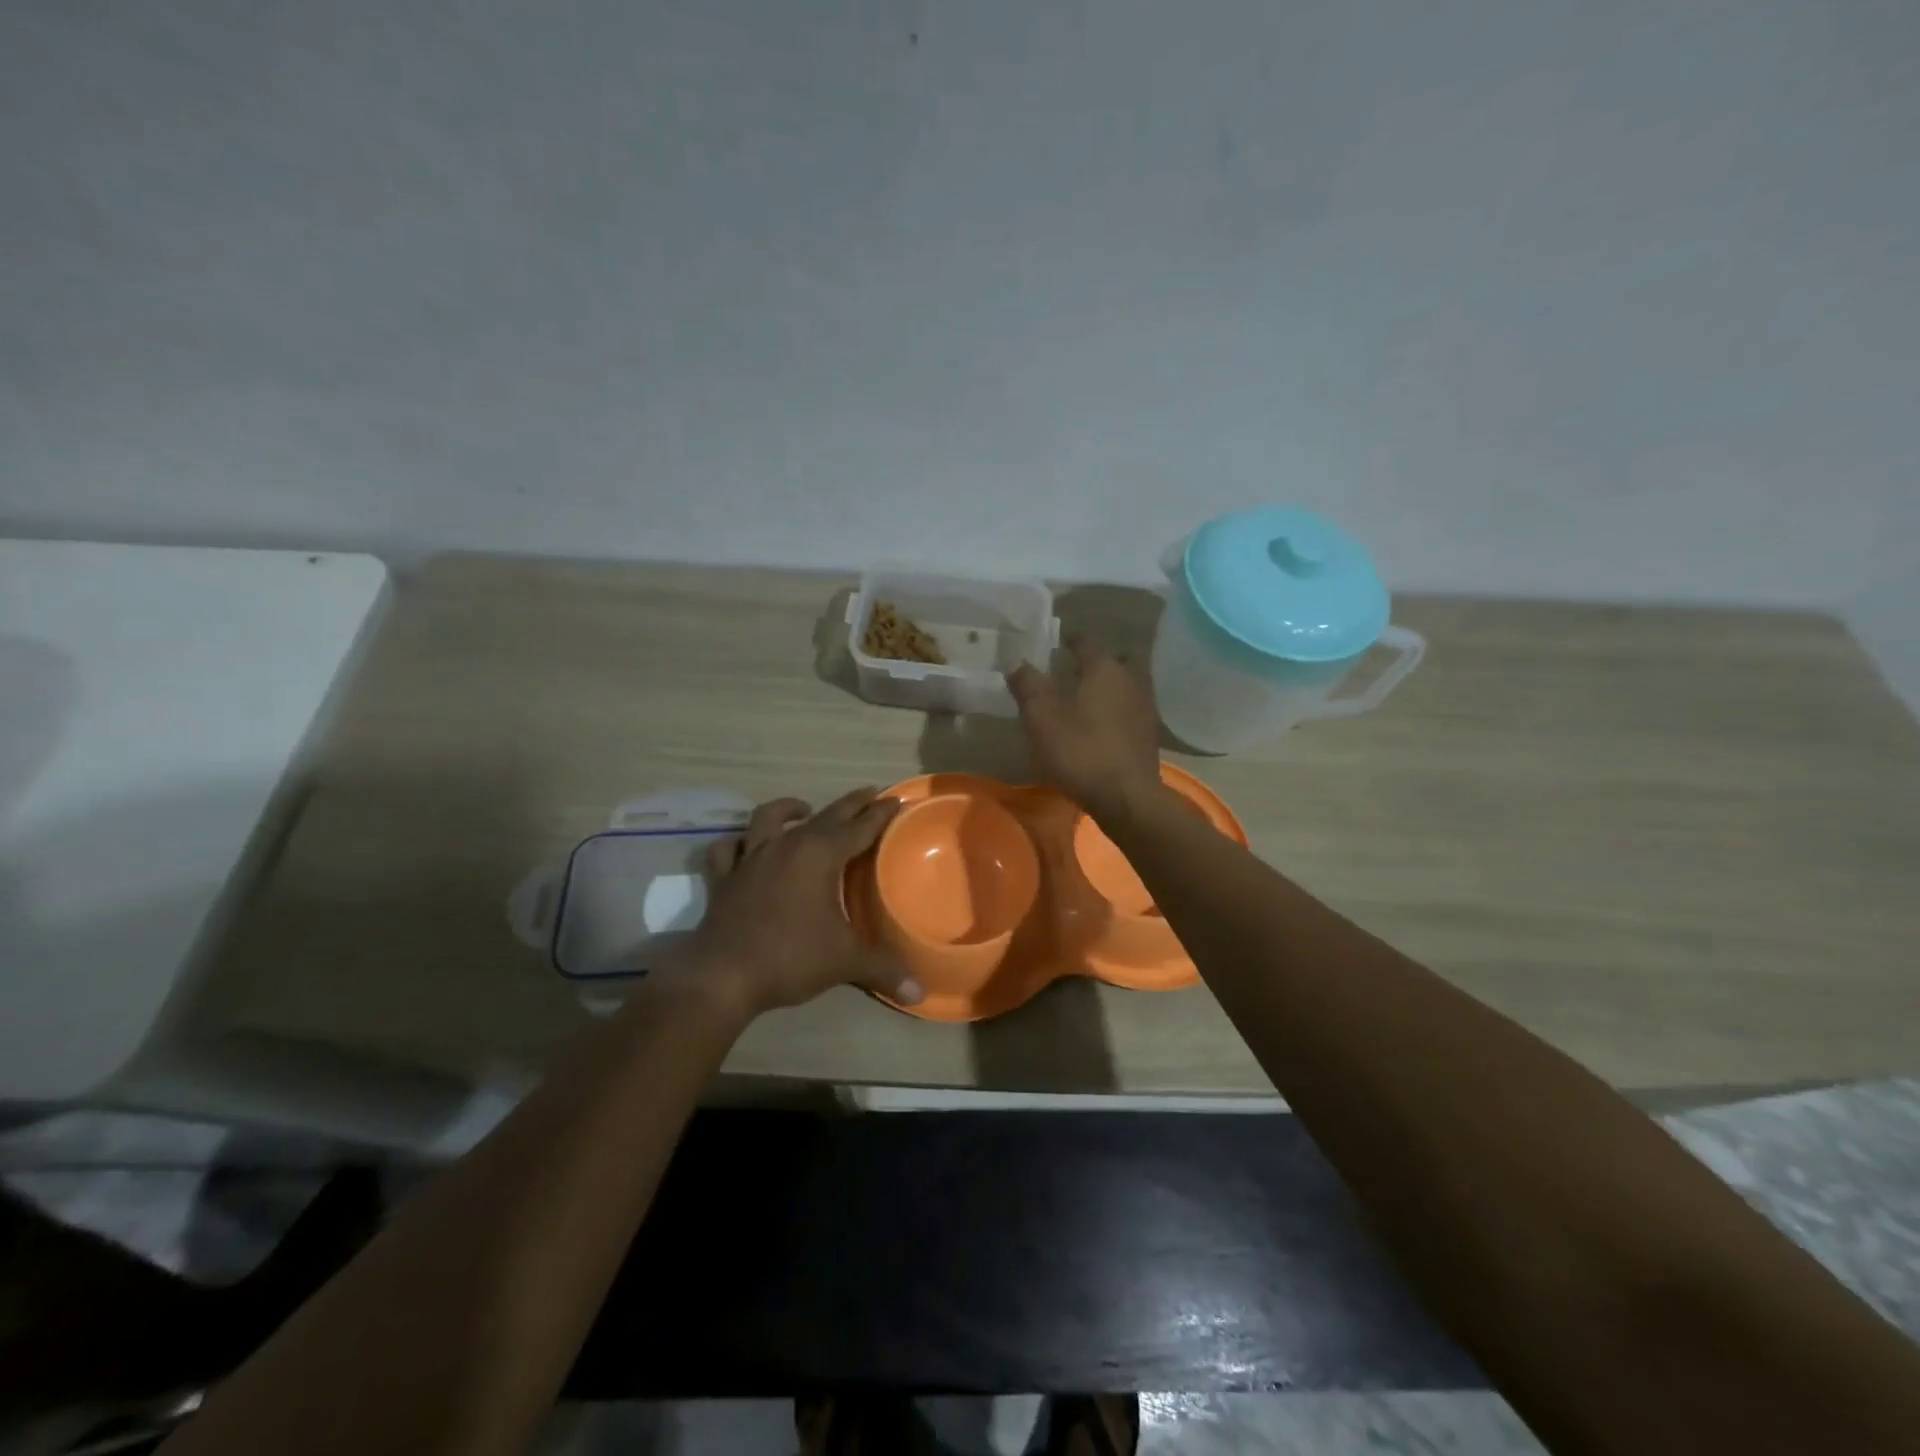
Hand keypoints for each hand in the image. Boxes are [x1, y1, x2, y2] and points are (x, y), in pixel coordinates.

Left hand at [673, 789, 920, 1015]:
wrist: (723, 975)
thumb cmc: (790, 957)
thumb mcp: (845, 961)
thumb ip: (883, 969)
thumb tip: (920, 991)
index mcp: (820, 855)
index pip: (859, 827)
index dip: (879, 814)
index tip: (895, 800)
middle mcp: (786, 846)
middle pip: (824, 815)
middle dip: (850, 804)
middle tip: (869, 794)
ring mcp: (751, 858)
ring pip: (769, 818)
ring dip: (788, 809)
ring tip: (804, 809)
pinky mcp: (724, 878)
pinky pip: (728, 849)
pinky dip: (737, 843)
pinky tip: (745, 846)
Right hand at [1006, 638, 1161, 819]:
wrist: (1126, 797)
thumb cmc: (1080, 751)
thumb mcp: (1041, 718)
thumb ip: (1028, 685)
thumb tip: (1016, 662)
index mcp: (1104, 667)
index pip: (1085, 641)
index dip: (1069, 639)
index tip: (1055, 642)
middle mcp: (1130, 679)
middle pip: (1111, 661)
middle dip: (1092, 662)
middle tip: (1070, 670)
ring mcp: (1145, 707)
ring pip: (1123, 685)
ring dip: (1105, 687)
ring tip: (1083, 699)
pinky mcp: (1149, 734)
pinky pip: (1128, 710)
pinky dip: (1114, 710)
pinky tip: (1099, 726)